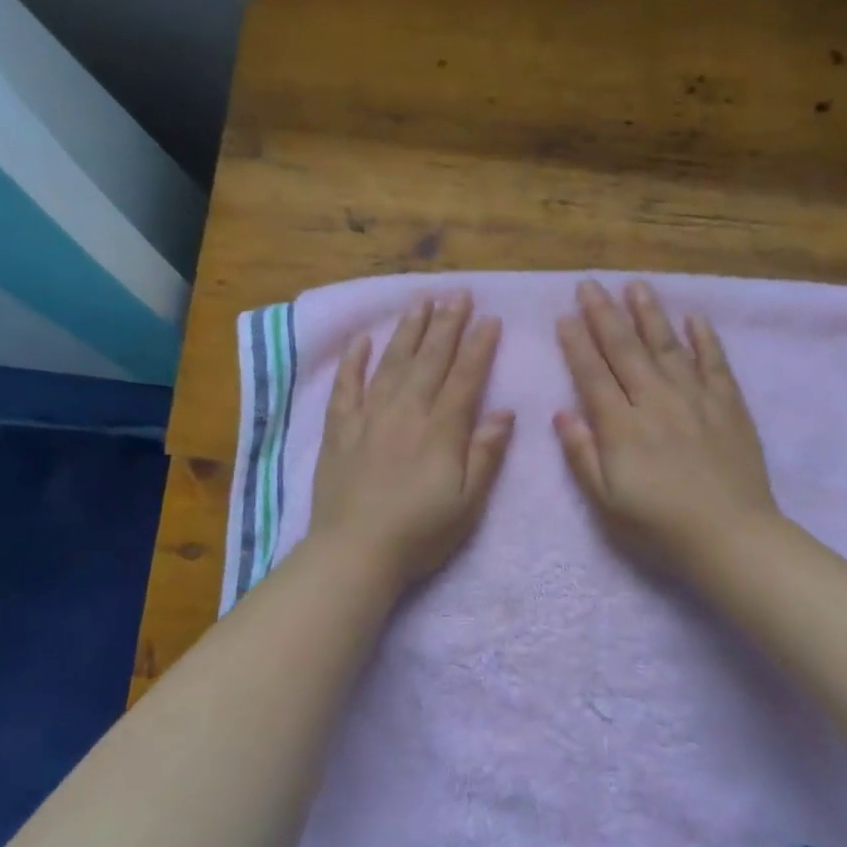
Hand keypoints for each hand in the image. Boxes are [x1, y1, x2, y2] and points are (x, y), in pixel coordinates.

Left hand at [311, 292, 514, 584]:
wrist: (355, 552)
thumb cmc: (420, 533)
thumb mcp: (468, 502)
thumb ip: (486, 454)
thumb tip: (505, 412)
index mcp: (441, 430)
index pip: (465, 377)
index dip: (479, 346)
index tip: (489, 318)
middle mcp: (407, 412)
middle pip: (430, 360)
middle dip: (447, 324)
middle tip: (457, 294)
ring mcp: (369, 417)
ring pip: (393, 363)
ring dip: (409, 330)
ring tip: (421, 301)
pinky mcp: (340, 429)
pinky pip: (347, 385)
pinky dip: (354, 360)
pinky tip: (363, 339)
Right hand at [554, 280, 778, 571]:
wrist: (729, 534)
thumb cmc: (659, 524)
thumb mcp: (606, 500)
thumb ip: (582, 454)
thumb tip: (562, 413)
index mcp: (621, 426)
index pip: (592, 374)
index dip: (576, 343)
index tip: (565, 315)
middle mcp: (655, 401)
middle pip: (625, 349)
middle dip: (603, 314)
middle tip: (589, 284)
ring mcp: (695, 398)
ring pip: (667, 346)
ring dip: (649, 313)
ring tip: (635, 285)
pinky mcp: (728, 404)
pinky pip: (715, 362)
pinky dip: (705, 338)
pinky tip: (694, 317)